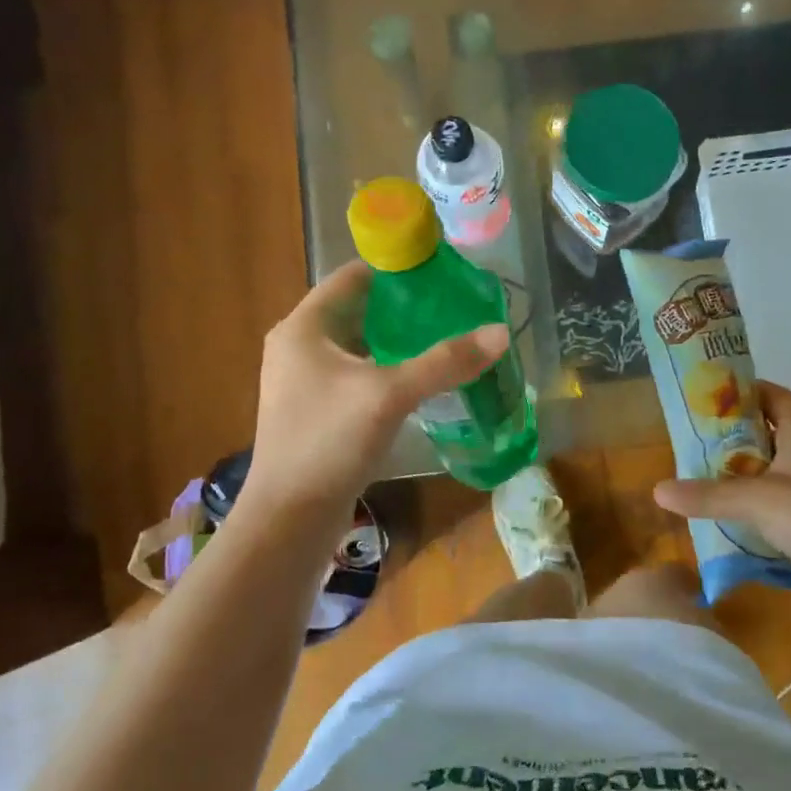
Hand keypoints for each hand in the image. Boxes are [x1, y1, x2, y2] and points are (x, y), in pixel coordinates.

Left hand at [242, 261, 508, 515]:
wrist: (289, 520)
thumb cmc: (328, 442)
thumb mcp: (390, 395)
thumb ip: (445, 362)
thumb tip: (501, 332)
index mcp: (304, 327)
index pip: (353, 277)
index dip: (396, 270)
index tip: (443, 272)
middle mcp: (300, 347)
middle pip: (360, 310)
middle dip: (406, 308)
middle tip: (456, 307)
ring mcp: (307, 382)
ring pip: (362, 346)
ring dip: (400, 341)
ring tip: (449, 337)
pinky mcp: (319, 412)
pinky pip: (360, 376)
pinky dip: (390, 371)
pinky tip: (425, 379)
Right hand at [652, 382, 790, 589]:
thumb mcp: (755, 501)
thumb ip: (707, 495)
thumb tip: (657, 490)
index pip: (779, 398)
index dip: (753, 390)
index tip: (718, 393)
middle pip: (774, 434)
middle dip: (738, 433)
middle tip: (700, 437)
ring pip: (776, 472)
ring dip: (745, 471)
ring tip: (707, 474)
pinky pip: (780, 506)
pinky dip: (756, 505)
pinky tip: (731, 517)